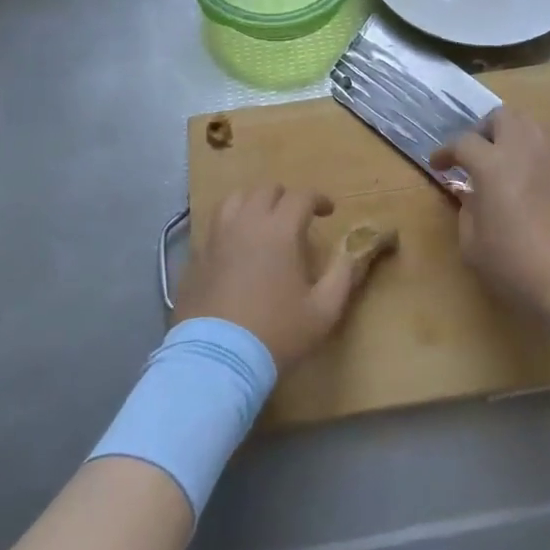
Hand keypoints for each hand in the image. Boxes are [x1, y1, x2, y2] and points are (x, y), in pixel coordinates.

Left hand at [173, 186, 376, 371]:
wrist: (217, 359)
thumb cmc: (276, 332)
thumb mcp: (323, 311)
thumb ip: (343, 276)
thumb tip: (352, 254)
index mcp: (279, 230)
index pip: (301, 196)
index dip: (318, 198)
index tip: (329, 211)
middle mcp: (246, 223)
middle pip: (266, 189)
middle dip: (286, 197)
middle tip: (296, 216)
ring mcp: (216, 237)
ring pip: (235, 199)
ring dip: (254, 203)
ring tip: (263, 222)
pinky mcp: (196, 255)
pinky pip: (214, 225)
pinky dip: (230, 224)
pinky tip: (236, 245)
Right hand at [432, 108, 549, 310]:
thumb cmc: (518, 264)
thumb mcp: (474, 245)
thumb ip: (467, 212)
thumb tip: (471, 196)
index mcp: (493, 164)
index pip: (464, 142)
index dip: (446, 152)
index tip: (438, 165)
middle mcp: (525, 149)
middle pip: (502, 116)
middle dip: (483, 130)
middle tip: (475, 155)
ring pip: (530, 126)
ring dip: (511, 137)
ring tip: (502, 165)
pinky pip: (549, 149)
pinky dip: (533, 156)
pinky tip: (530, 184)